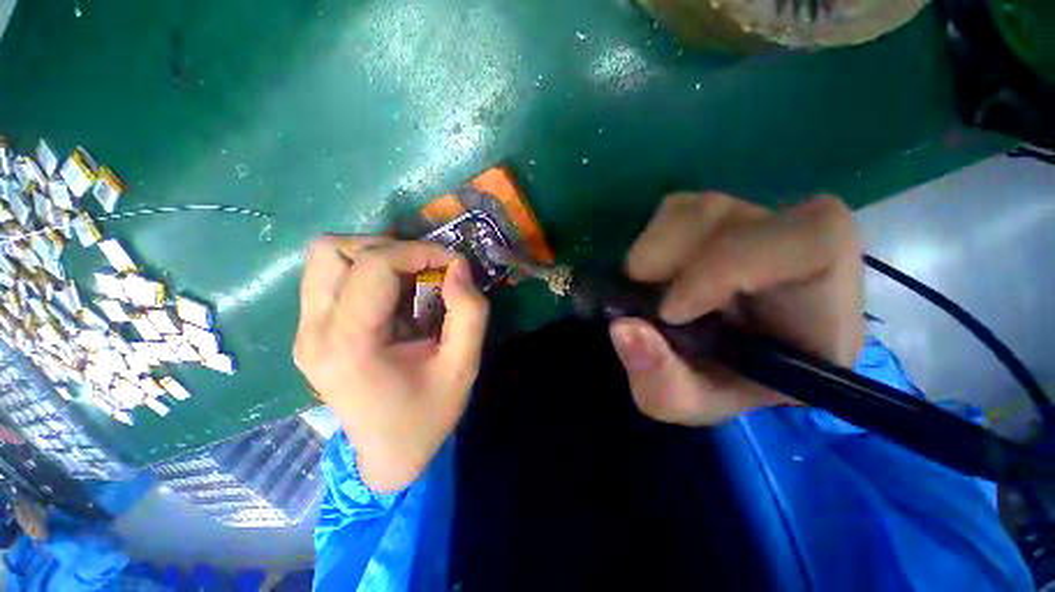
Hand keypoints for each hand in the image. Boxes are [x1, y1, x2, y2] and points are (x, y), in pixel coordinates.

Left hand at [294, 237, 488, 492]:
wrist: (388, 454)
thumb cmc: (428, 414)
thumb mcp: (464, 365)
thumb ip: (469, 312)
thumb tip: (457, 266)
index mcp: (350, 344)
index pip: (373, 265)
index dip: (419, 251)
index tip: (453, 262)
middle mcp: (314, 332)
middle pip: (334, 250)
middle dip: (391, 248)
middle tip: (426, 269)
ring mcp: (304, 331)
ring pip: (327, 257)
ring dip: (375, 255)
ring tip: (409, 277)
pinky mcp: (309, 331)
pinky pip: (331, 276)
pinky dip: (367, 270)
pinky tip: (394, 293)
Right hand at [609, 193, 863, 425]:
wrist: (713, 361)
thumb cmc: (715, 386)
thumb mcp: (684, 403)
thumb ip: (660, 382)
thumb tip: (623, 328)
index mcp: (823, 312)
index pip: (816, 243)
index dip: (731, 264)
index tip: (670, 310)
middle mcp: (797, 257)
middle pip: (742, 218)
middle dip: (675, 258)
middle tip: (642, 294)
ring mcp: (757, 228)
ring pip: (703, 209)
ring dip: (656, 250)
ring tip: (645, 288)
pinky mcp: (721, 219)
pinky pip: (679, 209)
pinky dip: (652, 241)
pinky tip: (654, 273)